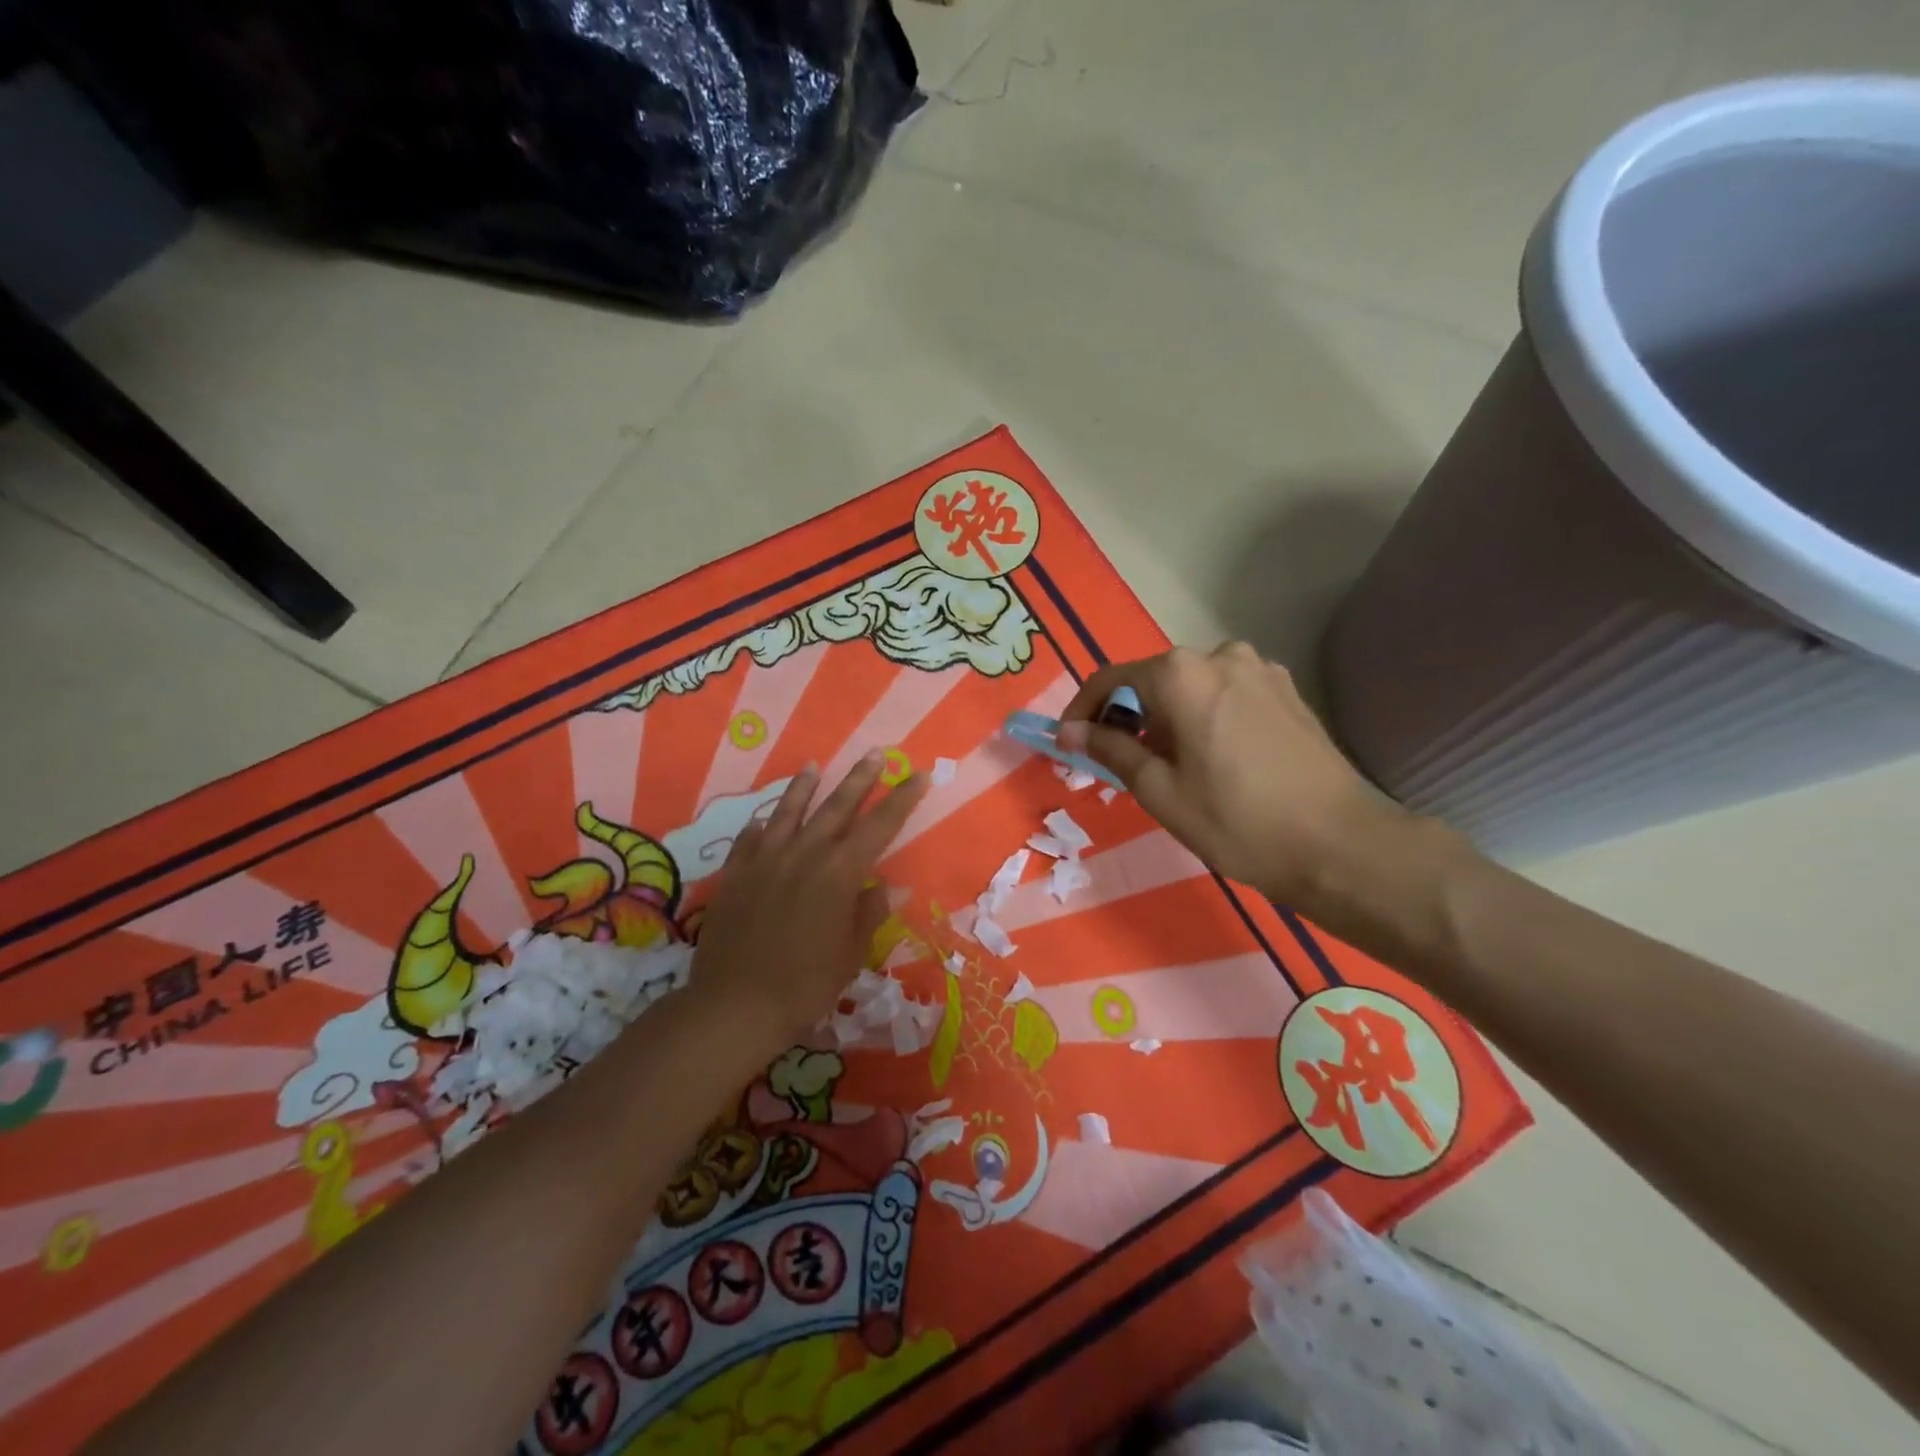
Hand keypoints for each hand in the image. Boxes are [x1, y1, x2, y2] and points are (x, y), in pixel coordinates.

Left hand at [689, 753, 927, 1047]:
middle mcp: (803, 855)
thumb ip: (869, 913)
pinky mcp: (735, 874)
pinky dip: (761, 825)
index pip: (879, 826)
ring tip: (813, 764)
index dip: (902, 799)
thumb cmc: (804, 985)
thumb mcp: (850, 953)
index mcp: (839, 874)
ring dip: (804, 787)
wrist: (734, 1005)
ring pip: (788, 812)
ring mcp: (765, 861)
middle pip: (836, 807)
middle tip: (876, 753)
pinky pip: (750, 839)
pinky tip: (764, 818)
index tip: (919, 775)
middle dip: (860, 779)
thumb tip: (890, 887)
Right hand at [1057, 643, 1417, 908]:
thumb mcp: (1159, 790)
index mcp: (1182, 674)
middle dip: (1128, 717)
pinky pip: (1226, 695)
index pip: (1111, 679)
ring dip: (1168, 718)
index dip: (1082, 710)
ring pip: (1192, 688)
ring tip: (1168, 768)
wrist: (1341, 845)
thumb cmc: (1237, 821)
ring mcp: (1261, 671)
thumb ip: (1110, 749)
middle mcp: (1220, 655)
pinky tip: (1213, 761)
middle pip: (1154, 680)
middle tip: (1119, 764)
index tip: (1068, 743)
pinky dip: (1204, 718)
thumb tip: (1070, 732)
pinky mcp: (1288, 692)